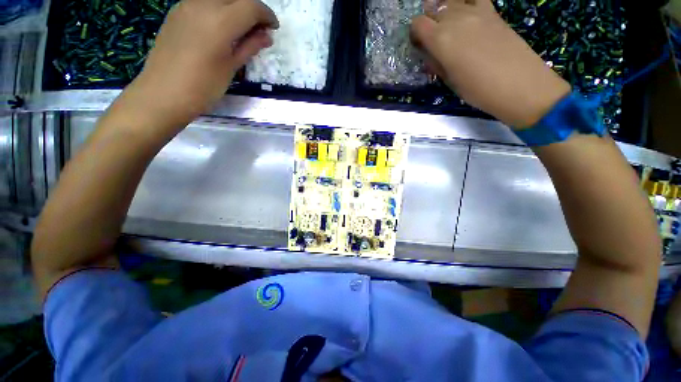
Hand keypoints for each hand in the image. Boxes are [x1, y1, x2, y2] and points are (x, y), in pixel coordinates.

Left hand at [124, 0, 278, 129]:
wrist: (162, 93)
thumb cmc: (203, 86)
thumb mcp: (231, 68)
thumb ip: (249, 47)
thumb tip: (267, 36)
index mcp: (220, 21)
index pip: (251, 6)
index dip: (267, 15)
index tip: (273, 28)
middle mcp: (202, 4)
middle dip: (252, 9)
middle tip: (259, 29)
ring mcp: (186, 5)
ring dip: (235, 8)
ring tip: (241, 29)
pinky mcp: (176, 12)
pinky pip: (204, 2)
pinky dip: (218, 9)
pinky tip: (220, 28)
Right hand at [411, 0, 570, 127]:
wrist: (519, 84)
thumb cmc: (478, 90)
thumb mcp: (449, 81)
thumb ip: (436, 63)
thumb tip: (429, 55)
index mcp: (440, 39)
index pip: (418, 24)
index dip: (415, 34)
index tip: (419, 45)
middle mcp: (455, 18)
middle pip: (433, 9)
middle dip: (428, 22)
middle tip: (432, 39)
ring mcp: (475, 11)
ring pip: (451, 0)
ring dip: (445, 11)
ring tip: (448, 27)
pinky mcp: (492, 11)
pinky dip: (466, 3)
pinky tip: (467, 16)